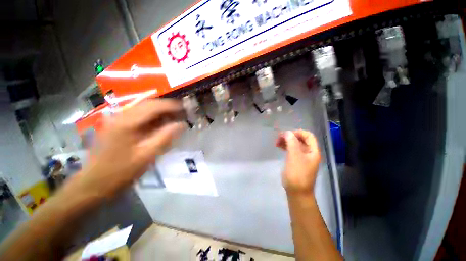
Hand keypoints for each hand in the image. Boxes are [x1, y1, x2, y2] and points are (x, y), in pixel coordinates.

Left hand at [64, 99, 185, 198]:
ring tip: (175, 117)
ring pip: (144, 108)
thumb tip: (182, 124)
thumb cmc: (120, 171)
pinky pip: (140, 116)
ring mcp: (118, 120)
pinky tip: (162, 123)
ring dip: (161, 111)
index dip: (172, 105)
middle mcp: (121, 116)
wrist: (94, 183)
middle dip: (168, 106)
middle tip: (183, 112)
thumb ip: (165, 137)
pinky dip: (154, 117)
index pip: (154, 106)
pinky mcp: (118, 125)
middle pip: (149, 104)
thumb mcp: (147, 155)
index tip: (186, 108)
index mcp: (127, 123)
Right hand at [276, 130, 320, 194]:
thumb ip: (292, 142)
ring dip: (287, 141)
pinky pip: (292, 150)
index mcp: (313, 151)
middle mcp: (309, 153)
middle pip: (301, 139)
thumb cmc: (297, 173)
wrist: (297, 192)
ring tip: (277, 142)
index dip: (298, 132)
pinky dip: (286, 147)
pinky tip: (280, 147)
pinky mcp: (296, 161)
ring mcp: (302, 157)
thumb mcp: (294, 156)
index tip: (287, 134)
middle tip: (279, 138)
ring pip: (295, 144)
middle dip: (290, 136)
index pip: (308, 135)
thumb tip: (287, 132)